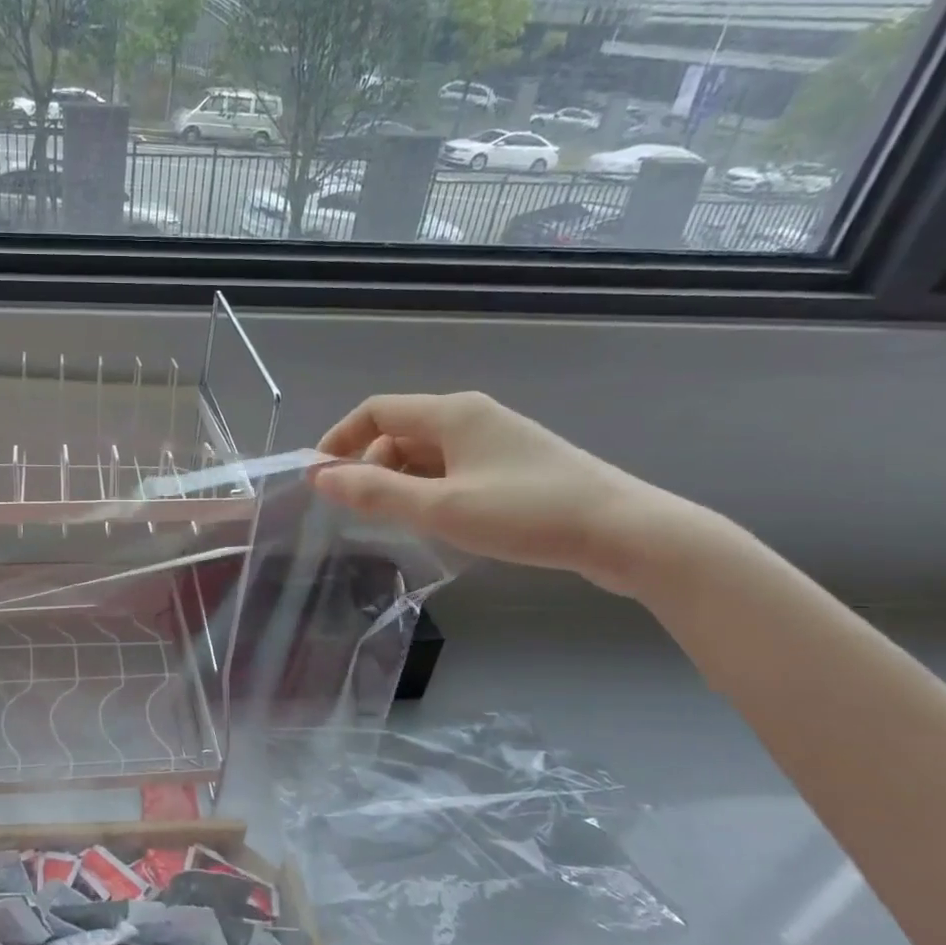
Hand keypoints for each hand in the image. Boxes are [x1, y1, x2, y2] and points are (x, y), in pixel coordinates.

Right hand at [314, 391, 692, 594]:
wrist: (625, 533)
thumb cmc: (526, 513)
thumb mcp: (440, 507)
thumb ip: (375, 492)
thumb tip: (320, 477)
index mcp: (452, 413)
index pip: (375, 411)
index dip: (339, 439)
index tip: (319, 479)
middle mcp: (472, 417)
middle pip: (400, 432)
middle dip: (372, 467)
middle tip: (365, 512)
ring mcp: (497, 440)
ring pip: (427, 454)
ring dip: (402, 482)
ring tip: (403, 523)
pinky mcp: (515, 466)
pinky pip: (453, 468)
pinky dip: (432, 489)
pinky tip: (441, 521)